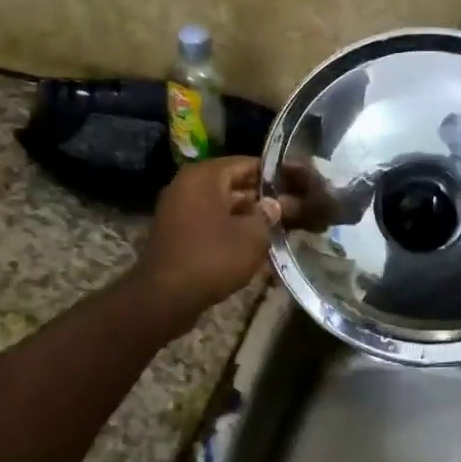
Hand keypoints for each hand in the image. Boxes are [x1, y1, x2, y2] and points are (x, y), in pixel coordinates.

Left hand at [131, 157, 280, 330]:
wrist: (166, 297)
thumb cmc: (213, 258)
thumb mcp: (253, 236)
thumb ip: (268, 215)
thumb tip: (273, 205)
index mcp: (204, 176)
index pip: (246, 163)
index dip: (273, 175)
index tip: (294, 185)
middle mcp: (187, 185)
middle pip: (232, 184)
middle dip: (260, 198)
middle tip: (290, 210)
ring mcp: (177, 210)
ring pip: (221, 206)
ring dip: (246, 217)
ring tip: (275, 229)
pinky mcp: (175, 233)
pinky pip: (208, 223)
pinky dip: (228, 231)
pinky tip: (251, 246)